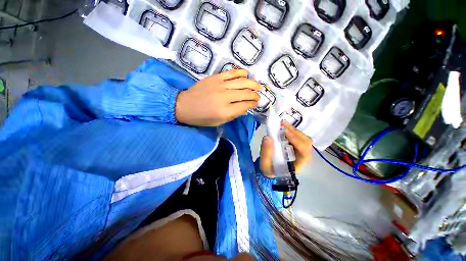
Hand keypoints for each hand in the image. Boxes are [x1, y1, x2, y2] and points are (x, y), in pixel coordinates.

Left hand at [175, 69, 262, 126]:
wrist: (184, 106)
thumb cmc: (201, 118)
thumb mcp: (219, 122)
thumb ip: (234, 114)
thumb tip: (246, 107)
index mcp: (225, 111)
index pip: (245, 105)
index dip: (253, 104)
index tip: (256, 104)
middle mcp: (224, 97)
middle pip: (246, 93)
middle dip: (255, 95)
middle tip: (259, 96)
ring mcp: (220, 85)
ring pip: (241, 82)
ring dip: (252, 83)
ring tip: (259, 86)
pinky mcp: (215, 77)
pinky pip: (231, 73)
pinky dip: (240, 73)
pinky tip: (246, 74)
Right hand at [260, 122, 312, 176]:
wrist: (271, 170)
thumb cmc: (270, 170)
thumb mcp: (265, 165)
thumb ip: (266, 153)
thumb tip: (267, 137)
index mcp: (297, 165)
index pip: (304, 153)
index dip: (297, 141)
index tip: (285, 132)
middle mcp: (302, 157)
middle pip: (306, 143)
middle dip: (295, 133)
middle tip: (282, 126)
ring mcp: (300, 150)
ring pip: (303, 138)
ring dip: (293, 130)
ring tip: (281, 125)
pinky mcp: (295, 145)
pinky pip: (297, 136)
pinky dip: (291, 130)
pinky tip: (283, 127)